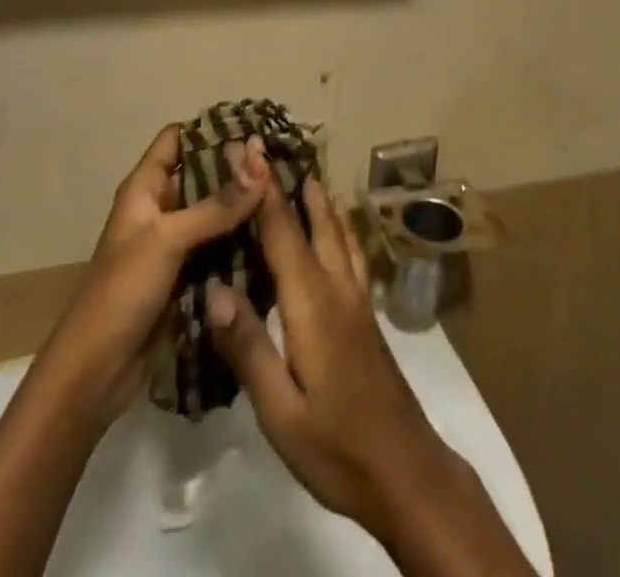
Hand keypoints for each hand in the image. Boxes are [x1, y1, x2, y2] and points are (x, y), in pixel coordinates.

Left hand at [38, 125, 267, 429]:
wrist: (95, 373)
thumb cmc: (122, 291)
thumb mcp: (168, 239)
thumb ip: (217, 205)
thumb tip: (262, 165)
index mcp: (145, 188)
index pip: (177, 138)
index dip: (210, 128)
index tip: (254, 127)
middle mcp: (160, 209)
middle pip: (202, 174)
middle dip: (238, 168)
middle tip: (282, 161)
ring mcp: (174, 244)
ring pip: (215, 212)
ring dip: (244, 204)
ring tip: (288, 192)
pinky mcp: (186, 276)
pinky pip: (219, 247)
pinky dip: (242, 239)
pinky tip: (275, 233)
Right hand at [203, 177, 466, 537]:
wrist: (404, 470)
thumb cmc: (336, 444)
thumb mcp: (279, 410)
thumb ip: (249, 347)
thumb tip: (214, 289)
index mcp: (311, 304)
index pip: (282, 233)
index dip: (263, 189)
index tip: (247, 149)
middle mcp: (337, 288)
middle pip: (315, 222)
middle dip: (294, 184)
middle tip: (275, 150)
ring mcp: (357, 300)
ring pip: (339, 234)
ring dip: (322, 202)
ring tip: (310, 175)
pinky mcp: (366, 315)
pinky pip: (349, 253)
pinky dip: (338, 227)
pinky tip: (338, 231)